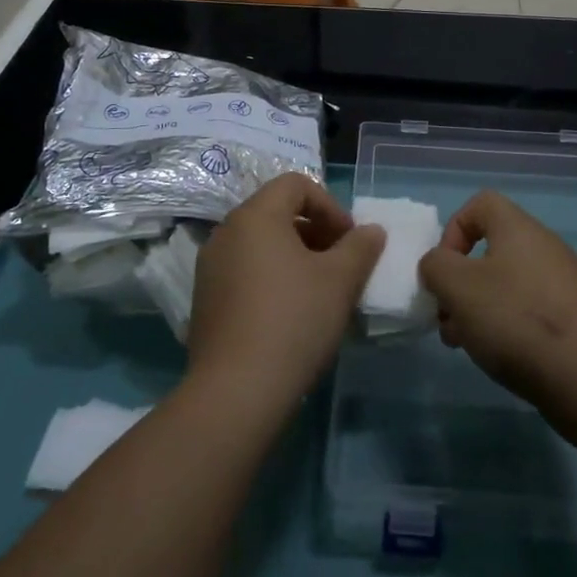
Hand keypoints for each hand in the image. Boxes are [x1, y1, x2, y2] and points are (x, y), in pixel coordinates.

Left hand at [186, 173, 384, 411]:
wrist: (236, 391)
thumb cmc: (294, 320)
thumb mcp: (341, 280)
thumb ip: (360, 247)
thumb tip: (371, 231)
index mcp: (255, 216)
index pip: (295, 184)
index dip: (330, 205)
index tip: (349, 240)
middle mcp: (226, 232)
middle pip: (276, 212)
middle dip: (315, 231)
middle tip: (340, 264)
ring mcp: (210, 268)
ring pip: (260, 245)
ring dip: (294, 256)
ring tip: (319, 291)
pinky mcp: (204, 301)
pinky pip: (244, 272)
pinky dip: (271, 279)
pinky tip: (291, 315)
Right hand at [418, 190, 576, 417]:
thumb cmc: (515, 319)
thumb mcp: (457, 286)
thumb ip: (435, 266)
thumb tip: (438, 265)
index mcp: (518, 228)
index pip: (479, 204)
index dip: (453, 231)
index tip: (444, 269)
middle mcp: (544, 246)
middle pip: (490, 249)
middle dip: (460, 281)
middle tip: (447, 317)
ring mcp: (563, 283)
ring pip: (506, 284)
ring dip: (478, 308)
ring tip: (465, 343)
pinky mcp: (574, 318)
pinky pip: (529, 309)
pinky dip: (506, 326)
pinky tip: (498, 356)